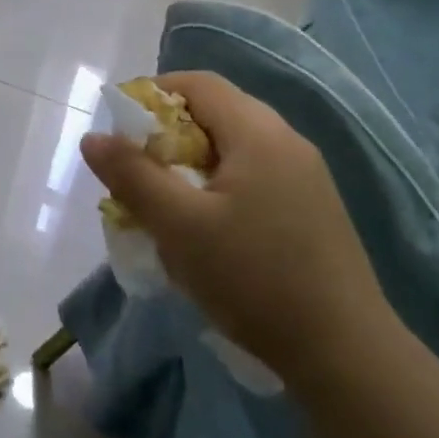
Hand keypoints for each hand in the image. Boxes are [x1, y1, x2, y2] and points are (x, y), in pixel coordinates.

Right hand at [79, 71, 395, 389]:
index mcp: (259, 134)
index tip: (122, 132)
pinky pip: (253, 176)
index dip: (153, 94)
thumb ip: (132, 176)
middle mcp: (287, 142)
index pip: (198, 83)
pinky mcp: (311, 209)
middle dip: (168, 134)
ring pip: (233, 148)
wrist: (345, 354)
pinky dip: (218, 186)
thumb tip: (93, 137)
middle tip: (138, 174)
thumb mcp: (179, 226)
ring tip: (166, 206)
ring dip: (191, 164)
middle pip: (216, 113)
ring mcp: (305, 177)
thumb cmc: (254, 278)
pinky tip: (207, 231)